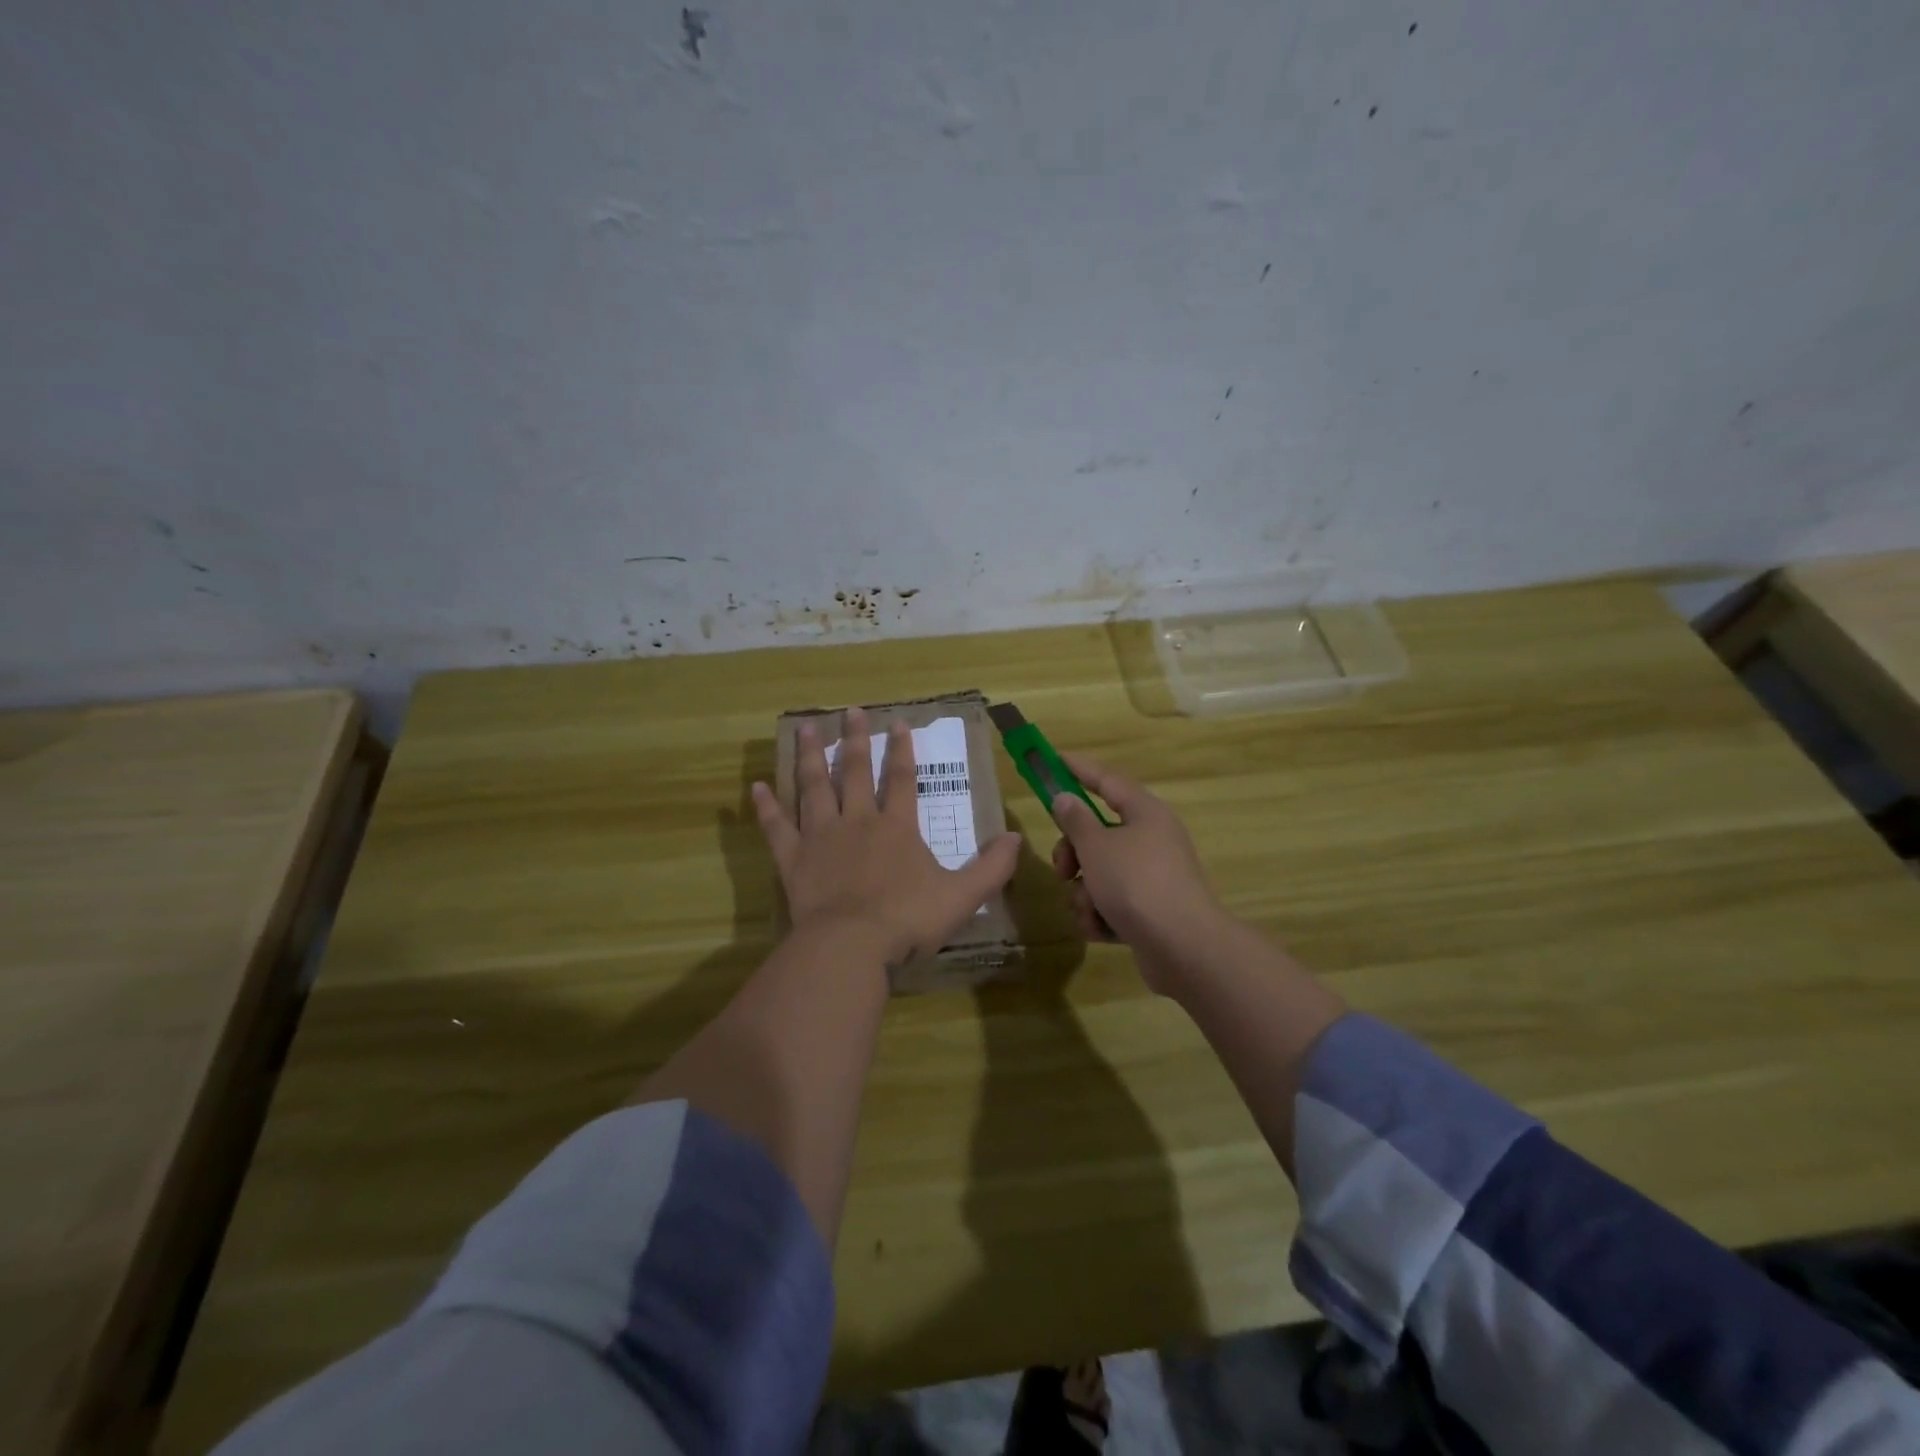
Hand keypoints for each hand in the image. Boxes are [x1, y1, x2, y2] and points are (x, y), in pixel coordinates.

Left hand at [752, 707, 1021, 967]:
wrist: (850, 946)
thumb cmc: (907, 920)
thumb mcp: (961, 896)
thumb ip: (991, 868)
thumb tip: (1017, 839)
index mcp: (896, 827)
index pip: (901, 778)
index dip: (901, 749)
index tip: (898, 722)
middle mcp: (857, 822)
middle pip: (853, 772)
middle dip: (853, 739)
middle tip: (849, 711)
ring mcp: (821, 838)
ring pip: (814, 788)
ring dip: (809, 757)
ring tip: (804, 728)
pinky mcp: (793, 860)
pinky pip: (778, 827)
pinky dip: (767, 807)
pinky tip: (758, 787)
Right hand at [1049, 753, 1232, 993]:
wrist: (1183, 948)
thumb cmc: (1137, 884)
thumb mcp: (1096, 847)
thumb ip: (1076, 820)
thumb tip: (1066, 798)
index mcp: (1145, 813)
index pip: (1107, 780)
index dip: (1078, 769)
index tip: (1053, 759)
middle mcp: (1152, 840)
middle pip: (1098, 834)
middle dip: (1073, 854)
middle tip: (1062, 870)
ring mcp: (1152, 878)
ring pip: (1100, 873)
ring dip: (1085, 892)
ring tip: (1089, 909)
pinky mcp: (1150, 912)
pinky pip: (1113, 903)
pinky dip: (1101, 915)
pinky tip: (1100, 929)